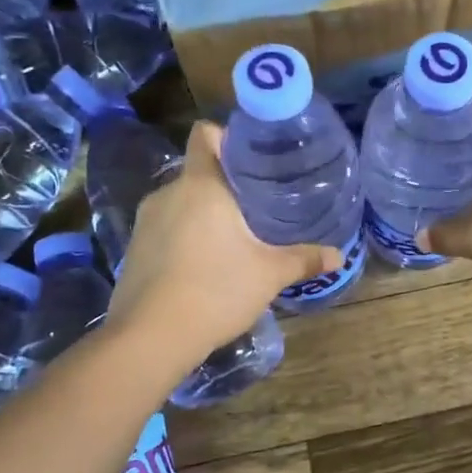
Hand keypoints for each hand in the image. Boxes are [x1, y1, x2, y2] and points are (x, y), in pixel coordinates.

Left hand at [106, 122, 339, 363]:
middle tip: (257, 203)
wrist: (149, 338)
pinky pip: (165, 228)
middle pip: (197, 171)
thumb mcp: (268, 275)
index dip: (227, 136)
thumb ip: (303, 259)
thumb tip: (338, 256)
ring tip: (233, 235)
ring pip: (180, 202)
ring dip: (203, 212)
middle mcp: (167, 193)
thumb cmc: (215, 291)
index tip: (253, 156)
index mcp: (201, 185)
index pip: (205, 134)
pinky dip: (184, 236)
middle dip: (225, 183)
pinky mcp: (133, 250)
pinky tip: (204, 263)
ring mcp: (144, 222)